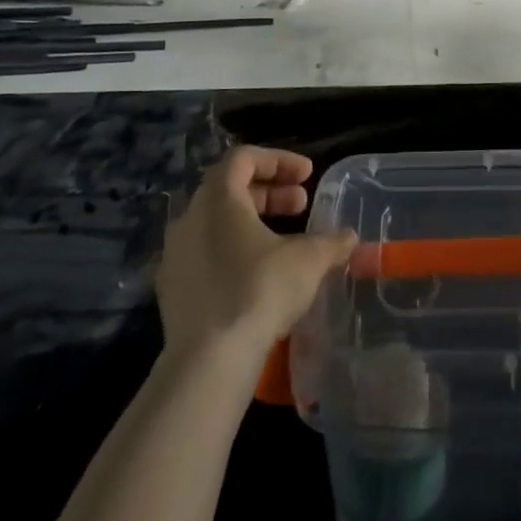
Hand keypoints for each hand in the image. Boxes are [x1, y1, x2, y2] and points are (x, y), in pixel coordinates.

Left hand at [156, 146, 356, 369]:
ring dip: (252, 223)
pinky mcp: (171, 290)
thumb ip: (331, 242)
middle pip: (229, 187)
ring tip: (284, 241)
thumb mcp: (308, 260)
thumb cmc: (259, 290)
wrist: (208, 362)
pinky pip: (205, 254)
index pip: (244, 158)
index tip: (307, 176)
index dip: (279, 161)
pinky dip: (233, 251)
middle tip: (301, 205)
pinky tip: (258, 275)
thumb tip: (350, 237)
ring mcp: (176, 255)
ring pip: (216, 222)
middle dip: (269, 192)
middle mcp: (190, 217)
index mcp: (218, 198)